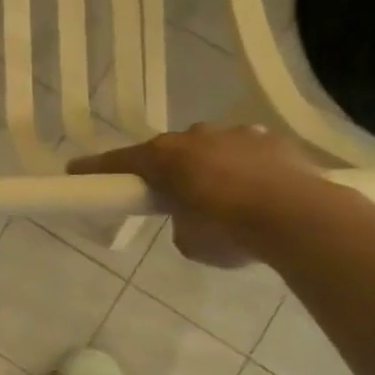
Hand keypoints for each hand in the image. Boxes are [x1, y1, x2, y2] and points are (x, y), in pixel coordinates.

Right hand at [67, 124, 319, 266]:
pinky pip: (247, 152)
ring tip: (226, 198)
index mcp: (165, 157)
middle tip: (173, 197)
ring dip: (210, 166)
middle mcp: (195, 136)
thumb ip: (180, 223)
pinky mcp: (272, 140)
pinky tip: (260, 192)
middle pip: (170, 151)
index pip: (119, 162)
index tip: (74, 170)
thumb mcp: (189, 241)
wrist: (300, 217)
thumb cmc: (230, 230)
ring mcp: (236, 133)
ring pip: (211, 147)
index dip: (95, 168)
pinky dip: (246, 168)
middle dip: (168, 170)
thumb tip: (191, 217)